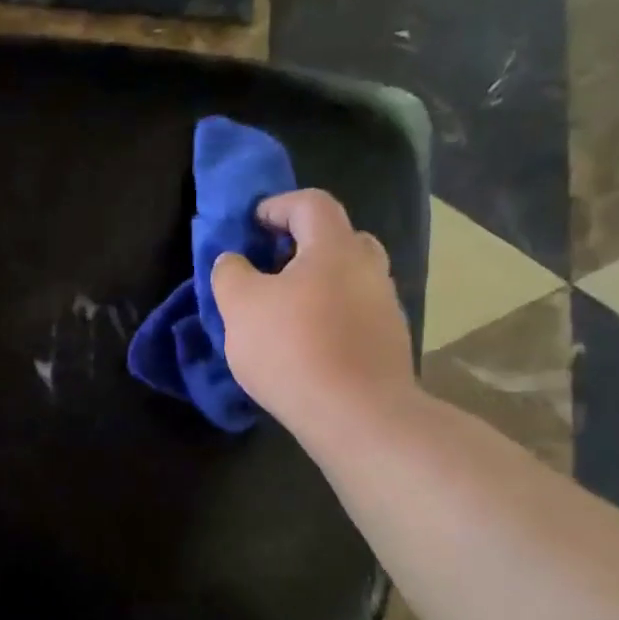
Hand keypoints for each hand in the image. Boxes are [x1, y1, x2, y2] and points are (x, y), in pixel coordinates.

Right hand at [211, 189, 419, 452]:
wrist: (357, 416)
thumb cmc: (292, 348)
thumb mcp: (239, 306)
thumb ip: (230, 273)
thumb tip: (234, 262)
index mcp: (335, 248)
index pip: (311, 204)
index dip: (278, 205)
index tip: (251, 224)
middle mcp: (368, 269)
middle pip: (339, 238)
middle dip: (304, 243)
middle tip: (273, 263)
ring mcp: (385, 308)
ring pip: (350, 279)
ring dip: (318, 283)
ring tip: (284, 310)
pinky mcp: (388, 344)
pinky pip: (355, 314)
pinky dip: (330, 316)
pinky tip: (306, 344)